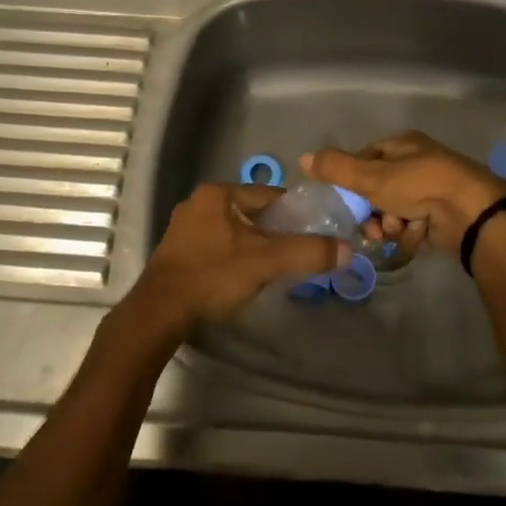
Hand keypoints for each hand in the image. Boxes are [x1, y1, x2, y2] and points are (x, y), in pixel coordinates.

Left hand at [126, 183, 349, 334]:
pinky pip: (217, 245)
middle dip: (274, 232)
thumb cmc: (213, 275)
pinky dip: (233, 256)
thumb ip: (307, 252)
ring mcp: (185, 227)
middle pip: (252, 212)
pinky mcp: (178, 251)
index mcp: (218, 193)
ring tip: (272, 269)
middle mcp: (199, 202)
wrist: (159, 312)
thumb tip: (347, 249)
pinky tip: (241, 277)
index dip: (294, 214)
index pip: (269, 195)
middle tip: (294, 255)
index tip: (312, 234)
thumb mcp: (266, 262)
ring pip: (234, 230)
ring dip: (254, 246)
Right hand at [302, 132, 505, 257]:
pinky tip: (416, 235)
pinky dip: (411, 232)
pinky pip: (413, 224)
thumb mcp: (372, 176)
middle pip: (379, 189)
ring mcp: (432, 189)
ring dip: (390, 224)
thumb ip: (337, 168)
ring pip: (394, 209)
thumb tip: (303, 157)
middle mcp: (418, 162)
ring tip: (397, 229)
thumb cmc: (419, 185)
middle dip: (372, 210)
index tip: (347, 200)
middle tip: (372, 225)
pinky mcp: (443, 215)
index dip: (353, 180)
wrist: (471, 214)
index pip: (365, 159)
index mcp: (402, 144)